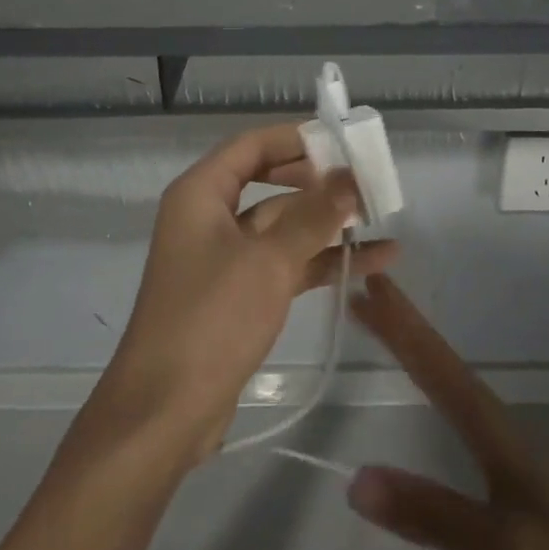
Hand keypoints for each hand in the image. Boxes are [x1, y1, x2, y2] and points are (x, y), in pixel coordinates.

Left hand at [100, 124, 398, 463]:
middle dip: (319, 182)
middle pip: (271, 183)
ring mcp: (226, 258)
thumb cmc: (212, 319)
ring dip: (329, 224)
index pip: (251, 146)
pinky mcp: (240, 294)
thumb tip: (350, 176)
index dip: (296, 139)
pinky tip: (373, 262)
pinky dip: (323, 260)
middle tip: (367, 180)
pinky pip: (286, 263)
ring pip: (284, 226)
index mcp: (201, 194)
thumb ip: (313, 215)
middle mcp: (210, 218)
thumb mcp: (269, 260)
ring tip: (382, 217)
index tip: (343, 142)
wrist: (167, 410)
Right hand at [344, 274, 548, 549]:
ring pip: (455, 382)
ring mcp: (516, 449)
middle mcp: (502, 426)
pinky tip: (436, 392)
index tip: (369, 286)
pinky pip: (466, 410)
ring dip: (417, 349)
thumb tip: (354, 478)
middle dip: (403, 327)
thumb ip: (433, 515)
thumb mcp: (505, 549)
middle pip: (442, 363)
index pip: (437, 365)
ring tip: (387, 328)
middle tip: (364, 295)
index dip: (402, 325)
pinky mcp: (524, 474)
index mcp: (495, 430)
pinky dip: (437, 384)